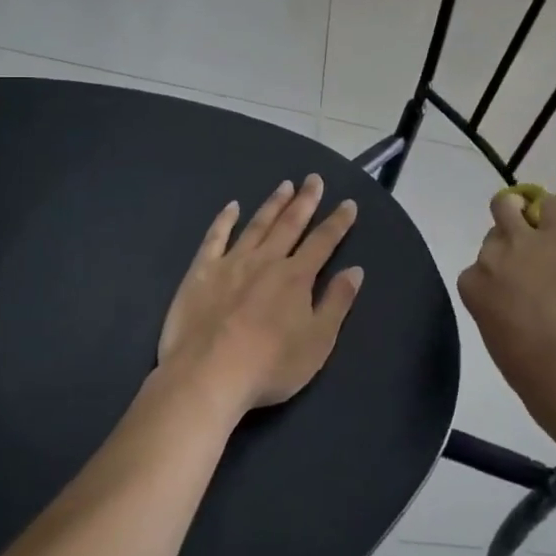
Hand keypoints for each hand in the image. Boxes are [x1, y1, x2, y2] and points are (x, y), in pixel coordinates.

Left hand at [158, 176, 363, 414]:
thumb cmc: (269, 365)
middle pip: (290, 224)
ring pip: (257, 225)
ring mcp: (231, 263)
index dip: (338, 222)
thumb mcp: (318, 341)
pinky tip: (231, 207)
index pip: (323, 241)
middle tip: (314, 179)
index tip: (348, 203)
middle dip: (305, 201)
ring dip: (273, 204)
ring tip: (285, 185)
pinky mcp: (201, 273)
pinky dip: (224, 221)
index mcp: (297, 277)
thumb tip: (355, 270)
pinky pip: (214, 238)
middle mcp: (267, 260)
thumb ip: (337, 303)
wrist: (207, 376)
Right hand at [457, 193, 555, 387]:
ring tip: (537, 224)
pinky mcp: (554, 237)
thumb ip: (495, 309)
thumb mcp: (494, 333)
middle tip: (523, 255)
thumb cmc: (526, 365)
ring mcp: (521, 242)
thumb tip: (510, 306)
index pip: (476, 270)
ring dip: (521, 213)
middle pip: (491, 236)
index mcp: (471, 286)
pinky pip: (550, 206)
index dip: (494, 277)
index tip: (509, 289)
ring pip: (509, 207)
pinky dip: (552, 209)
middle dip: (504, 243)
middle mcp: (490, 257)